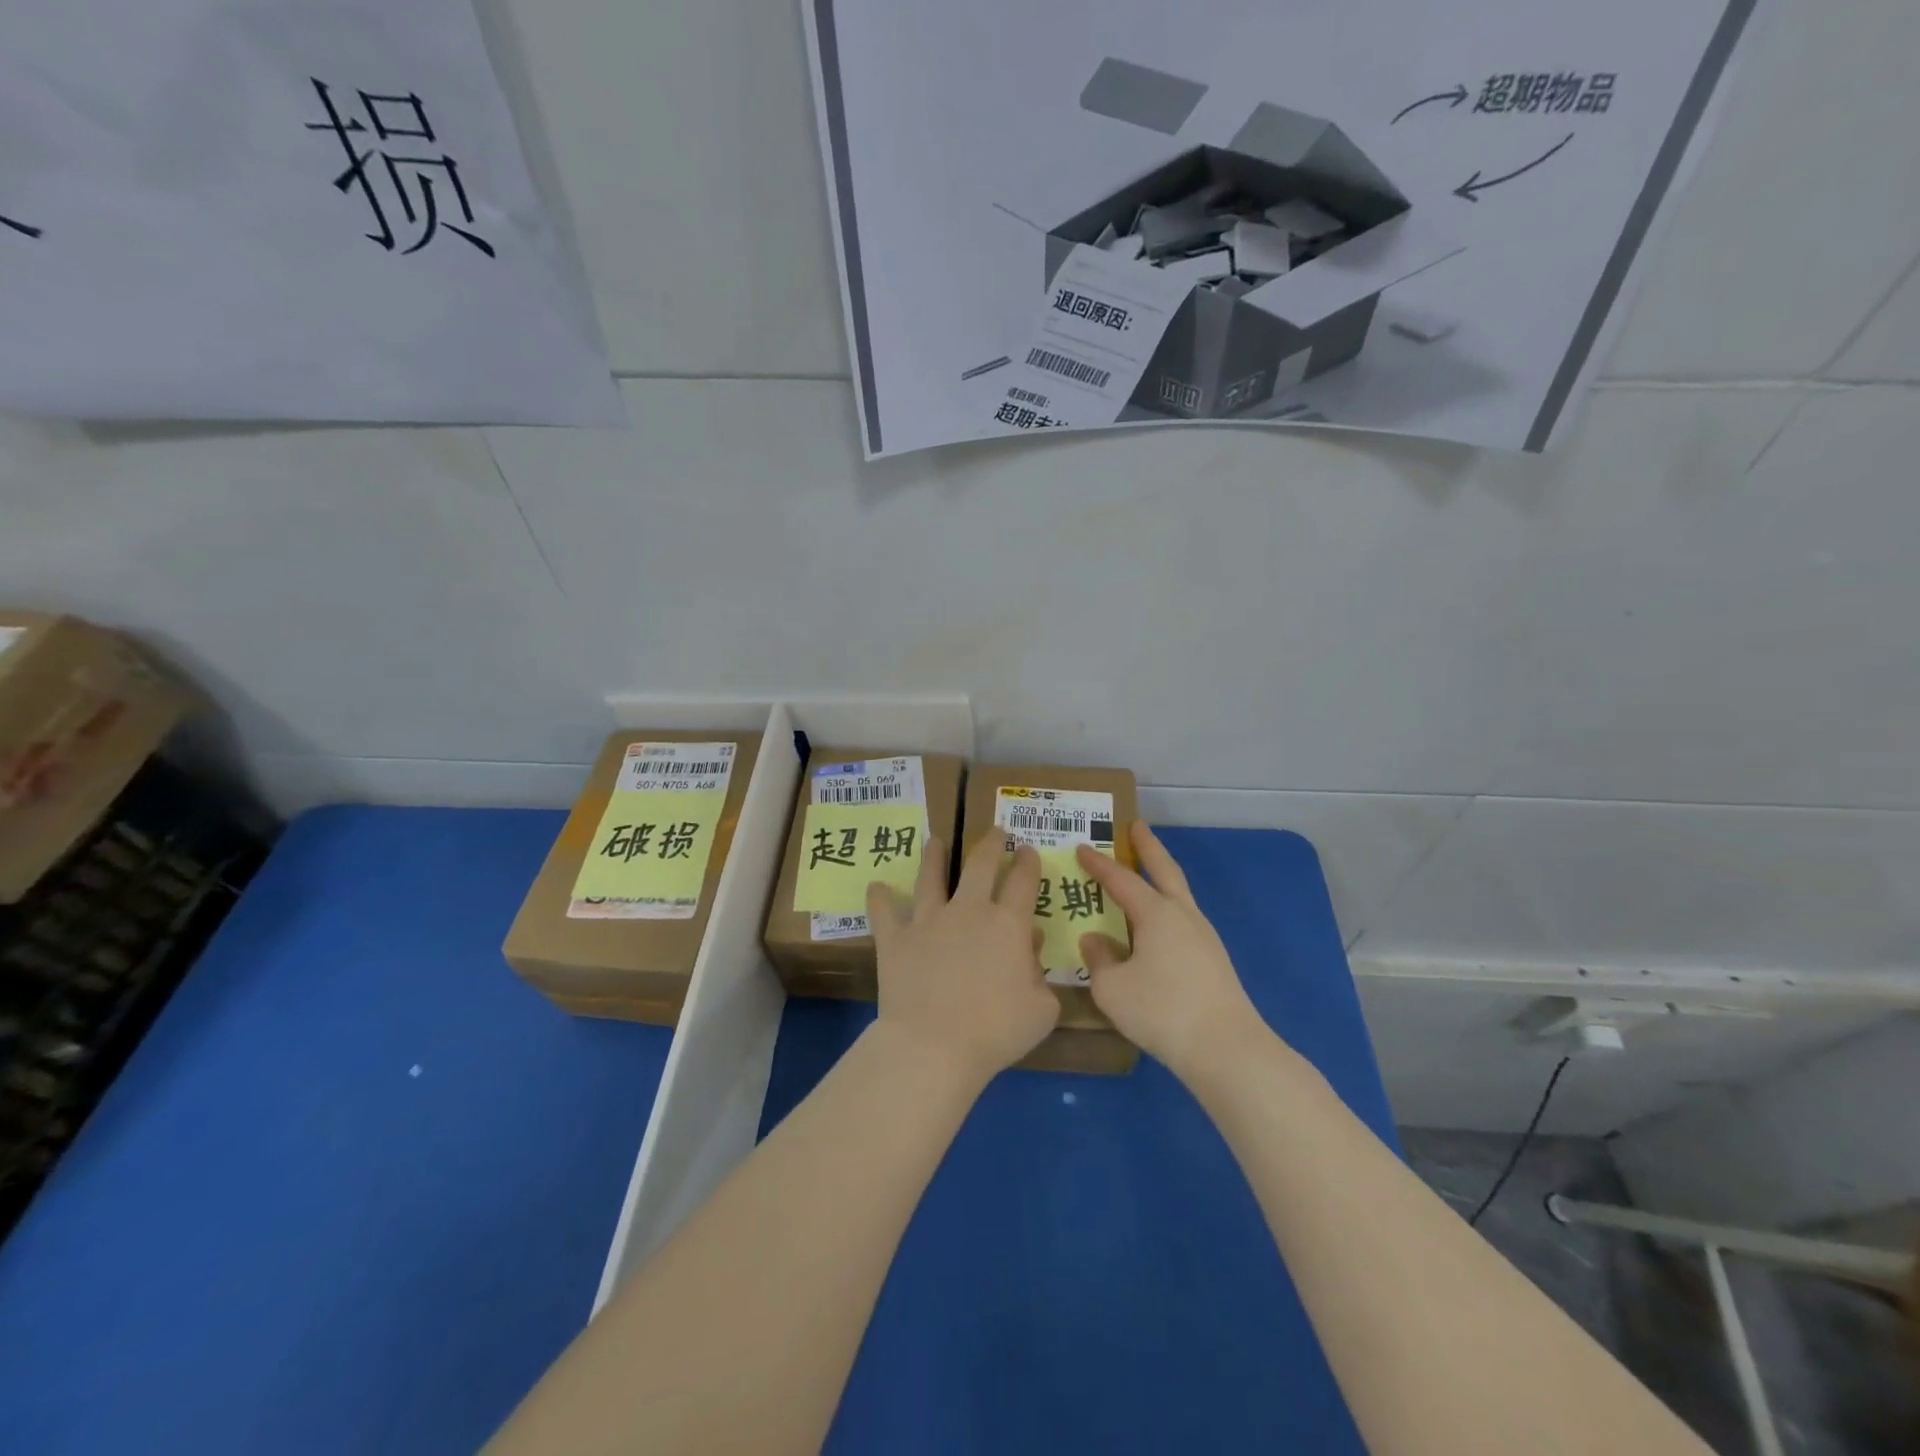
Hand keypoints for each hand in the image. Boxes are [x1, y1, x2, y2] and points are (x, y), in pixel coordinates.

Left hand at [867, 830, 1059, 1088]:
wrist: (934, 1045)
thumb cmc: (996, 1031)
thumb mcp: (1041, 1009)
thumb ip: (1041, 975)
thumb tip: (1032, 946)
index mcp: (1008, 924)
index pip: (1022, 881)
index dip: (1027, 862)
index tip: (1027, 850)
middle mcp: (968, 911)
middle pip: (979, 864)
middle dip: (990, 843)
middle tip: (995, 832)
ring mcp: (928, 921)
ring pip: (930, 877)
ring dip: (933, 856)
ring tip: (935, 840)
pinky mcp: (895, 938)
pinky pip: (884, 912)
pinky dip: (879, 898)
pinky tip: (876, 887)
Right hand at [1076, 823, 1264, 1079]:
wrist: (1226, 1049)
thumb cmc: (1162, 1011)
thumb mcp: (1112, 988)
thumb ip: (1099, 960)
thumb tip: (1095, 939)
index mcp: (1156, 913)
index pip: (1121, 880)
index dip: (1099, 864)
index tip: (1082, 847)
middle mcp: (1183, 916)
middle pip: (1165, 870)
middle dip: (1148, 847)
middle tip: (1136, 826)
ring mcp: (1203, 937)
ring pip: (1178, 895)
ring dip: (1160, 878)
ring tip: (1143, 876)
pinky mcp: (1213, 961)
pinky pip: (1182, 921)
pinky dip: (1165, 910)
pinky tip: (1154, 928)